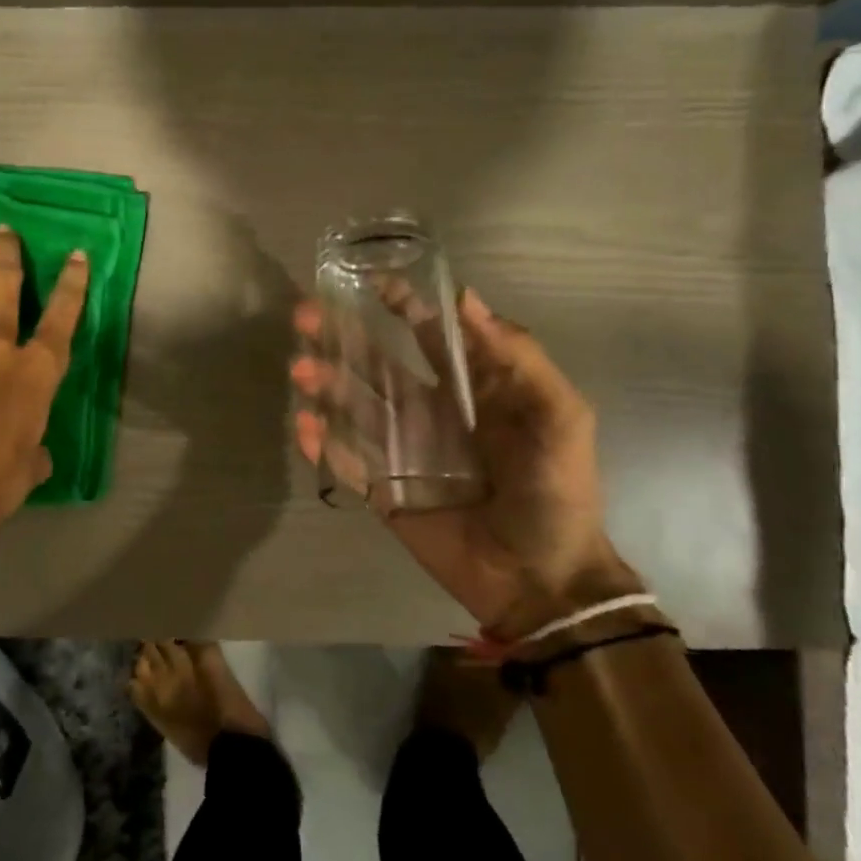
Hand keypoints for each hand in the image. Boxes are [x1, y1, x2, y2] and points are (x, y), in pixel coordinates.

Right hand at [291, 288, 639, 636]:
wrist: (542, 579)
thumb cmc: (556, 491)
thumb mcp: (559, 415)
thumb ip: (517, 356)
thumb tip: (465, 298)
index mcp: (471, 389)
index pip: (429, 336)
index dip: (402, 305)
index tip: (370, 281)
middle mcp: (429, 412)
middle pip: (377, 364)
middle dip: (342, 337)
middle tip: (305, 317)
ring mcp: (402, 452)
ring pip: (353, 408)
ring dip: (325, 384)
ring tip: (301, 369)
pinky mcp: (383, 491)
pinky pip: (346, 461)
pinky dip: (322, 443)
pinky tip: (305, 425)